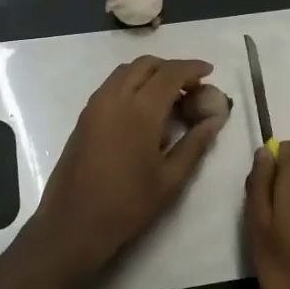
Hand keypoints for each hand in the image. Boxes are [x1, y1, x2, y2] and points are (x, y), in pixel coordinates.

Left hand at [30, 56, 227, 284]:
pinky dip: (132, 84)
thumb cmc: (128, 205)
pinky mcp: (84, 117)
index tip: (209, 71)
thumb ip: (196, 143)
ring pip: (125, 72)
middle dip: (171, 67)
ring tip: (170, 96)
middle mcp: (115, 98)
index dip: (192, 67)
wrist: (74, 224)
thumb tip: (216, 118)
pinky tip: (144, 110)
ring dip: (150, 74)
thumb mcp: (171, 178)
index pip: (170, 73)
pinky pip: (111, 86)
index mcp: (140, 110)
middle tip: (191, 86)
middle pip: (146, 64)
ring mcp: (95, 106)